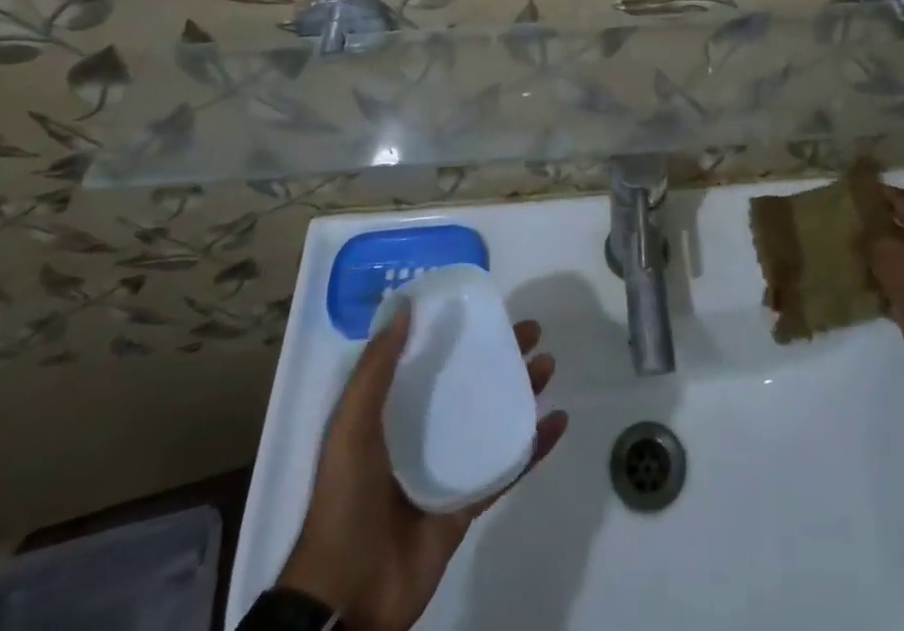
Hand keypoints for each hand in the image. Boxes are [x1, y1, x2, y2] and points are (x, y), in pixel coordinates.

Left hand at [278, 308, 569, 630]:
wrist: (348, 597)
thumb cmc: (345, 501)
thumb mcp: (351, 427)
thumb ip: (376, 369)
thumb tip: (406, 307)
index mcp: (390, 414)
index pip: (429, 360)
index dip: (457, 331)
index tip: (486, 307)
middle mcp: (421, 434)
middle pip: (468, 384)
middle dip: (500, 356)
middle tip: (532, 331)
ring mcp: (447, 470)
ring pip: (492, 419)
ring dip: (521, 392)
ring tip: (548, 365)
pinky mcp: (467, 504)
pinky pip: (506, 468)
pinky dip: (533, 446)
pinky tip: (557, 421)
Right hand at [861, 185, 903, 357]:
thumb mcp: (881, 242)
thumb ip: (866, 233)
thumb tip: (857, 232)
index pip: (898, 196)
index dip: (878, 192)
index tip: (857, 191)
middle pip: (898, 227)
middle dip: (875, 227)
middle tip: (849, 223)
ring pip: (895, 257)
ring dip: (877, 257)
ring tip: (850, 253)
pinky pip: (895, 284)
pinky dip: (881, 284)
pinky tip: (861, 282)